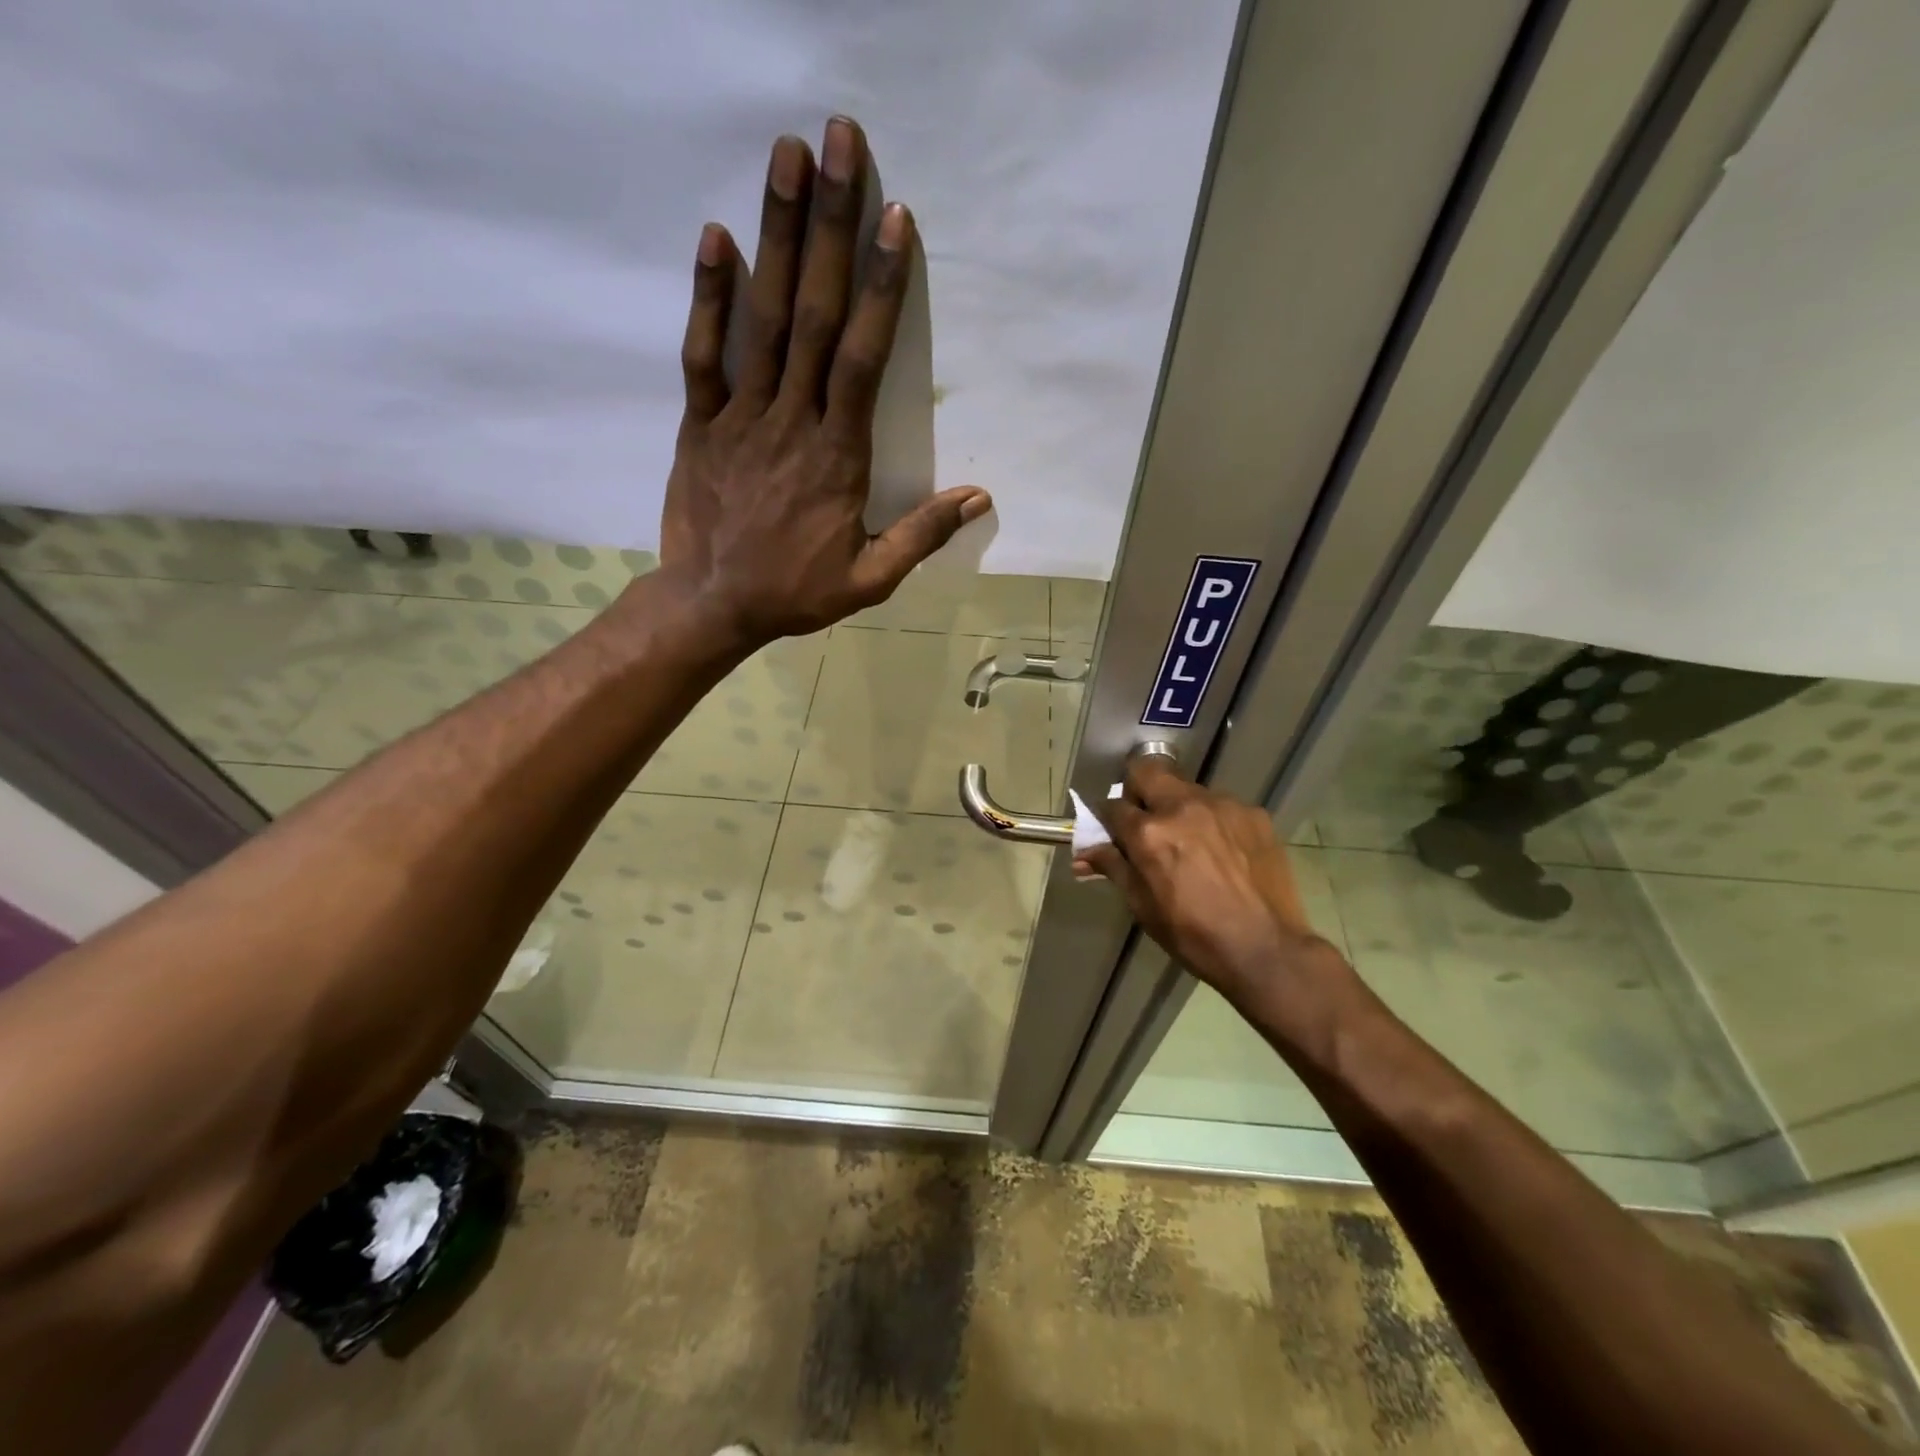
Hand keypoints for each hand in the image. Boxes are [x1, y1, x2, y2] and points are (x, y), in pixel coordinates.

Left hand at [660, 117, 990, 641]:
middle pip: (814, 315)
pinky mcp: (700, 425)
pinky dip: (708, 298)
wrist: (714, 606)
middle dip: (830, 227)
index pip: (863, 359)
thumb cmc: (796, 592)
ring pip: (762, 320)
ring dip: (777, 237)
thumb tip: (979, 497)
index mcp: (838, 456)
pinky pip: (703, 355)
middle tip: (840, 143)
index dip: (880, 288)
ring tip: (787, 159)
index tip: (894, 219)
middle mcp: (791, 421)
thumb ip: (921, 535)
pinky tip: (717, 238)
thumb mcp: (871, 579)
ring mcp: (740, 418)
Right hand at [1074, 756, 1329, 999]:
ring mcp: (1222, 806)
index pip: (1112, 806)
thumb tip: (1084, 852)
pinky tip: (1224, 852)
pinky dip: (1213, 821)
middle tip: (1146, 819)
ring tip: (1192, 842)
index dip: (1107, 818)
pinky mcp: (1253, 813)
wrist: (1265, 950)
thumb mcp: (1142, 906)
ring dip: (1179, 807)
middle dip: (1138, 789)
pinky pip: (1222, 806)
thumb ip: (1114, 867)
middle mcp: (1183, 807)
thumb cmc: (1192, 934)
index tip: (1112, 831)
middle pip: (1147, 770)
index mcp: (1149, 833)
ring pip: (1187, 789)